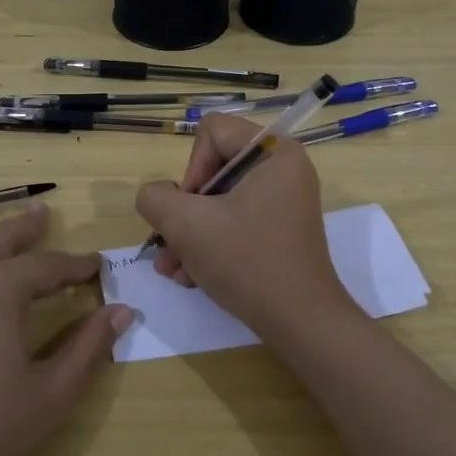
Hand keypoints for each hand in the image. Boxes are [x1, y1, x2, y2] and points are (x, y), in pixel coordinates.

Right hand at [134, 113, 352, 336]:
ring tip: (172, 269)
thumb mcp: (186, 225)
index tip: (191, 208)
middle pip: (213, 169)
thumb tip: (157, 196)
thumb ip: (155, 198)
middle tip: (171, 244)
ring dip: (189, 234)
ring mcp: (283, 202)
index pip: (212, 132)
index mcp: (275, 152)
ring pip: (219, 202)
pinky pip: (234, 222)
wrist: (300, 323)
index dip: (191, 168)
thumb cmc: (247, 262)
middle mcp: (283, 170)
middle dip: (184, 211)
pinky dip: (210, 245)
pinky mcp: (279, 230)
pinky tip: (190, 276)